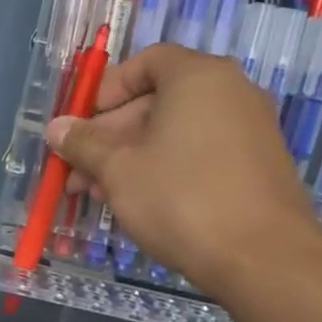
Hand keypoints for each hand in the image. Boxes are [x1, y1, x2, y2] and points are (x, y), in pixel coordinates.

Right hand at [47, 44, 321, 296]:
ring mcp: (251, 129)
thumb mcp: (118, 170)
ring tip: (101, 195)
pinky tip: (142, 204)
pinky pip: (202, 154)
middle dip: (112, 135)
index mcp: (198, 76)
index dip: (107, 90)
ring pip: (177, 133)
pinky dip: (169, 169)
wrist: (264, 259)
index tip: (83, 125)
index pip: (146, 62)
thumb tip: (57, 128)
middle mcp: (232, 92)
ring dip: (134, 157)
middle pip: (158, 100)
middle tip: (80, 171)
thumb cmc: (181, 199)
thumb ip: (83, 144)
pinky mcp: (259, 166)